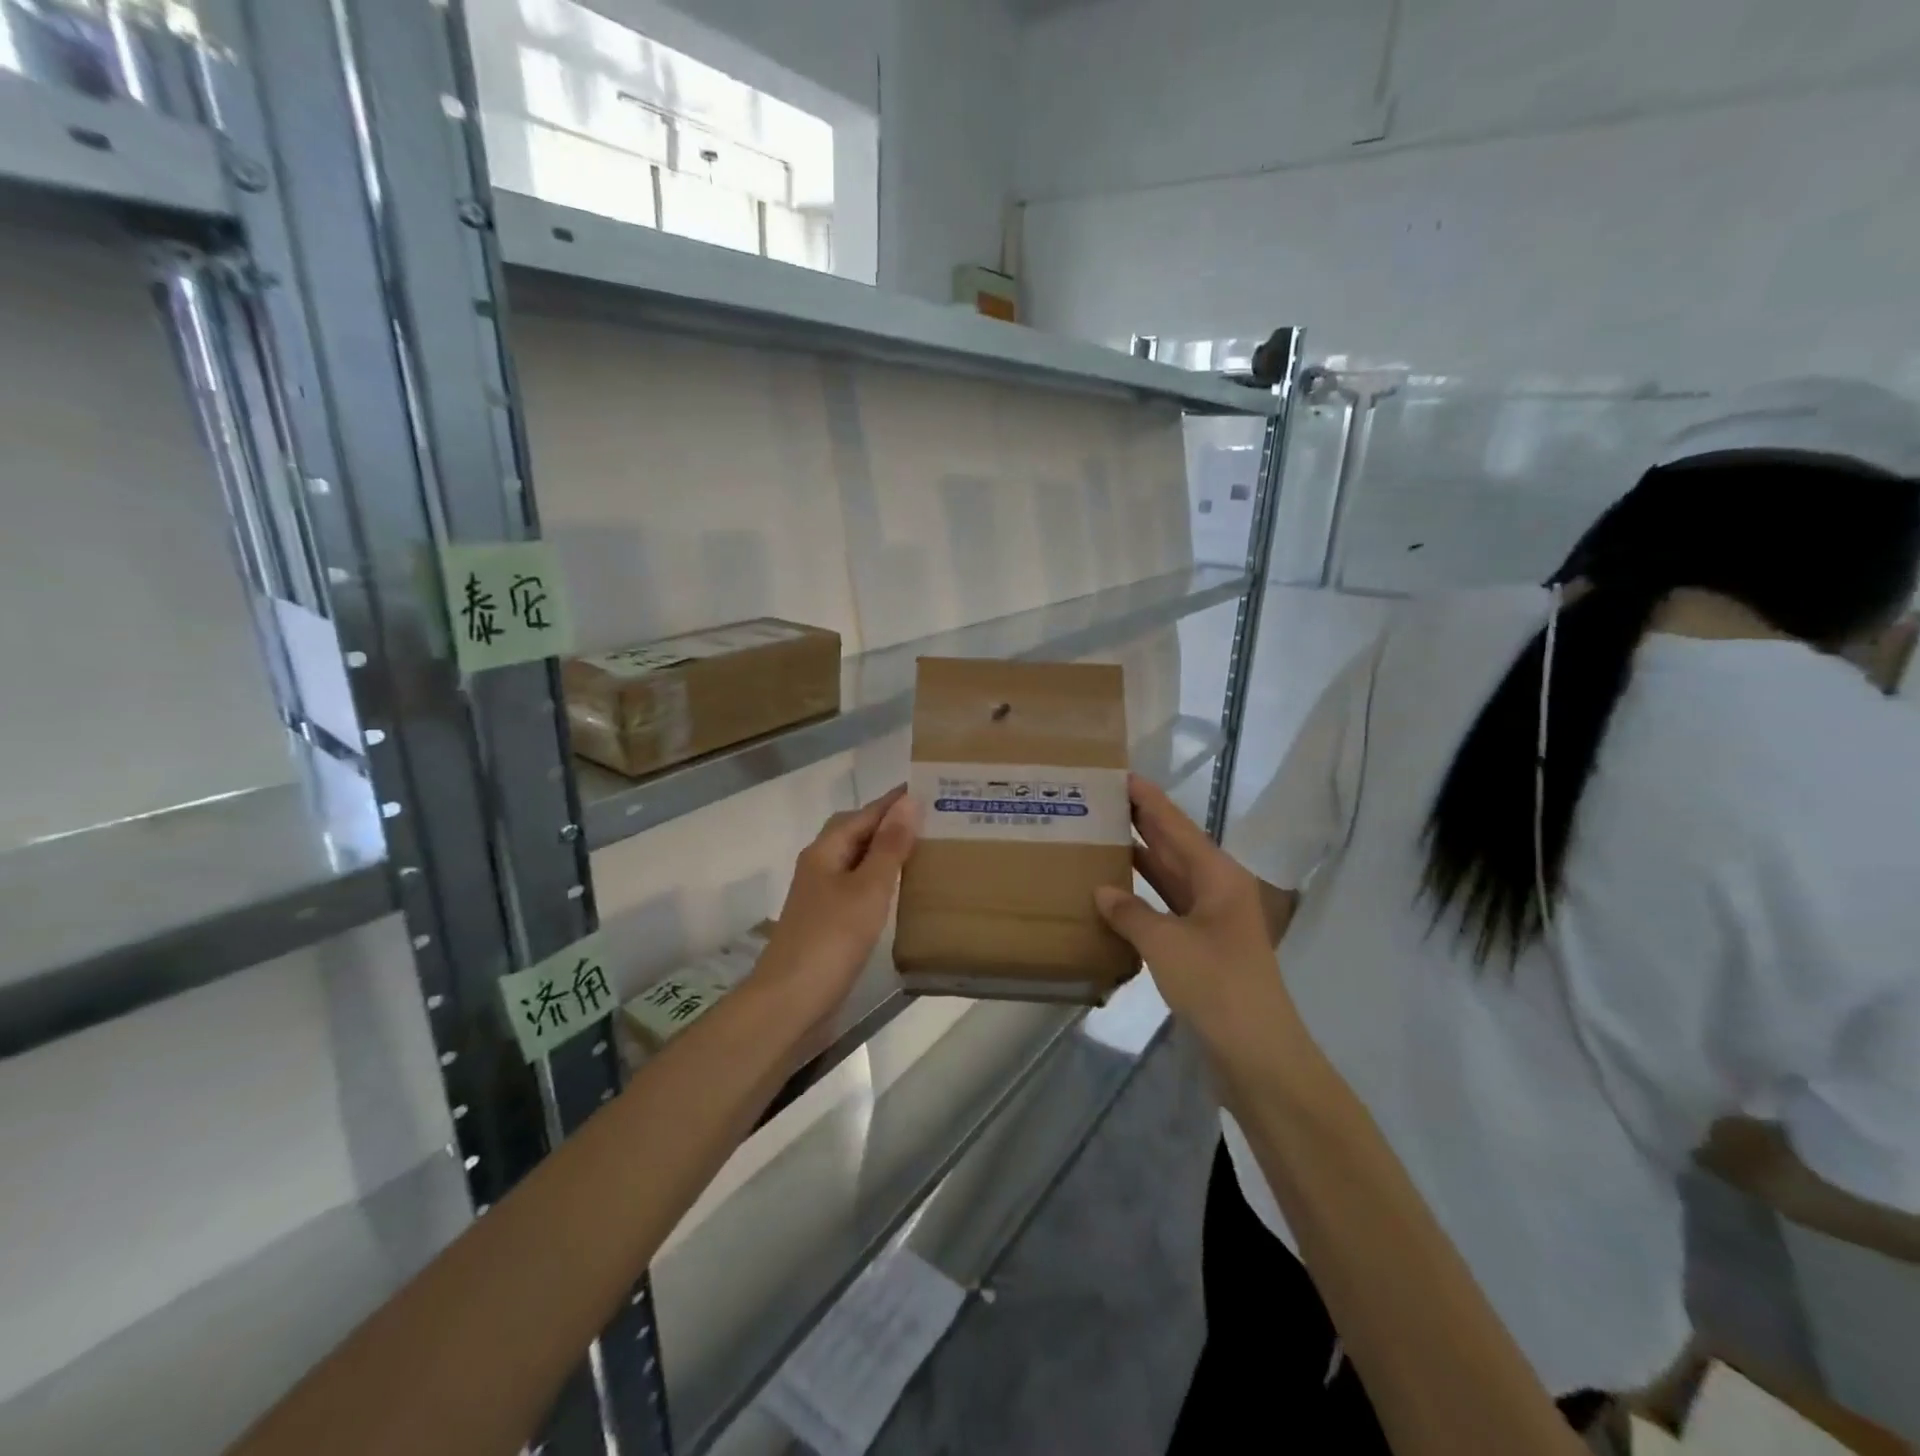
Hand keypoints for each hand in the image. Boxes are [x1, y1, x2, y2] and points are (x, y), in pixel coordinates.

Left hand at [759, 787, 918, 1012]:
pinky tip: (900, 892)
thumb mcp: (869, 888)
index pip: (864, 813)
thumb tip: (908, 802)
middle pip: (855, 833)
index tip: (928, 788)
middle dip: (889, 823)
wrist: (791, 1002)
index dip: (894, 801)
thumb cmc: (832, 938)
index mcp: (825, 850)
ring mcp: (820, 897)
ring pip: (856, 861)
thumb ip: (889, 846)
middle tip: (931, 820)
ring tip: (923, 850)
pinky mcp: (826, 923)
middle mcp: (819, 866)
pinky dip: (879, 881)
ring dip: (885, 852)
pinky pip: (857, 887)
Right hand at [1095, 775, 1297, 1045]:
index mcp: (1218, 876)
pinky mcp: (1200, 947)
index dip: (1150, 800)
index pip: (1177, 826)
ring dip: (1140, 859)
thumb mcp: (1167, 943)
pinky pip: (1166, 908)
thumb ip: (1131, 912)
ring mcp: (1210, 920)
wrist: (1256, 1053)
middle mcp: (1216, 890)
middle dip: (1142, 823)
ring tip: (1102, 836)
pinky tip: (1114, 893)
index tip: (1122, 775)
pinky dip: (1142, 897)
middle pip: (1175, 847)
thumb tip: (1102, 891)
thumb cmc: (1217, 985)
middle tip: (1102, 800)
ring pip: (1169, 878)